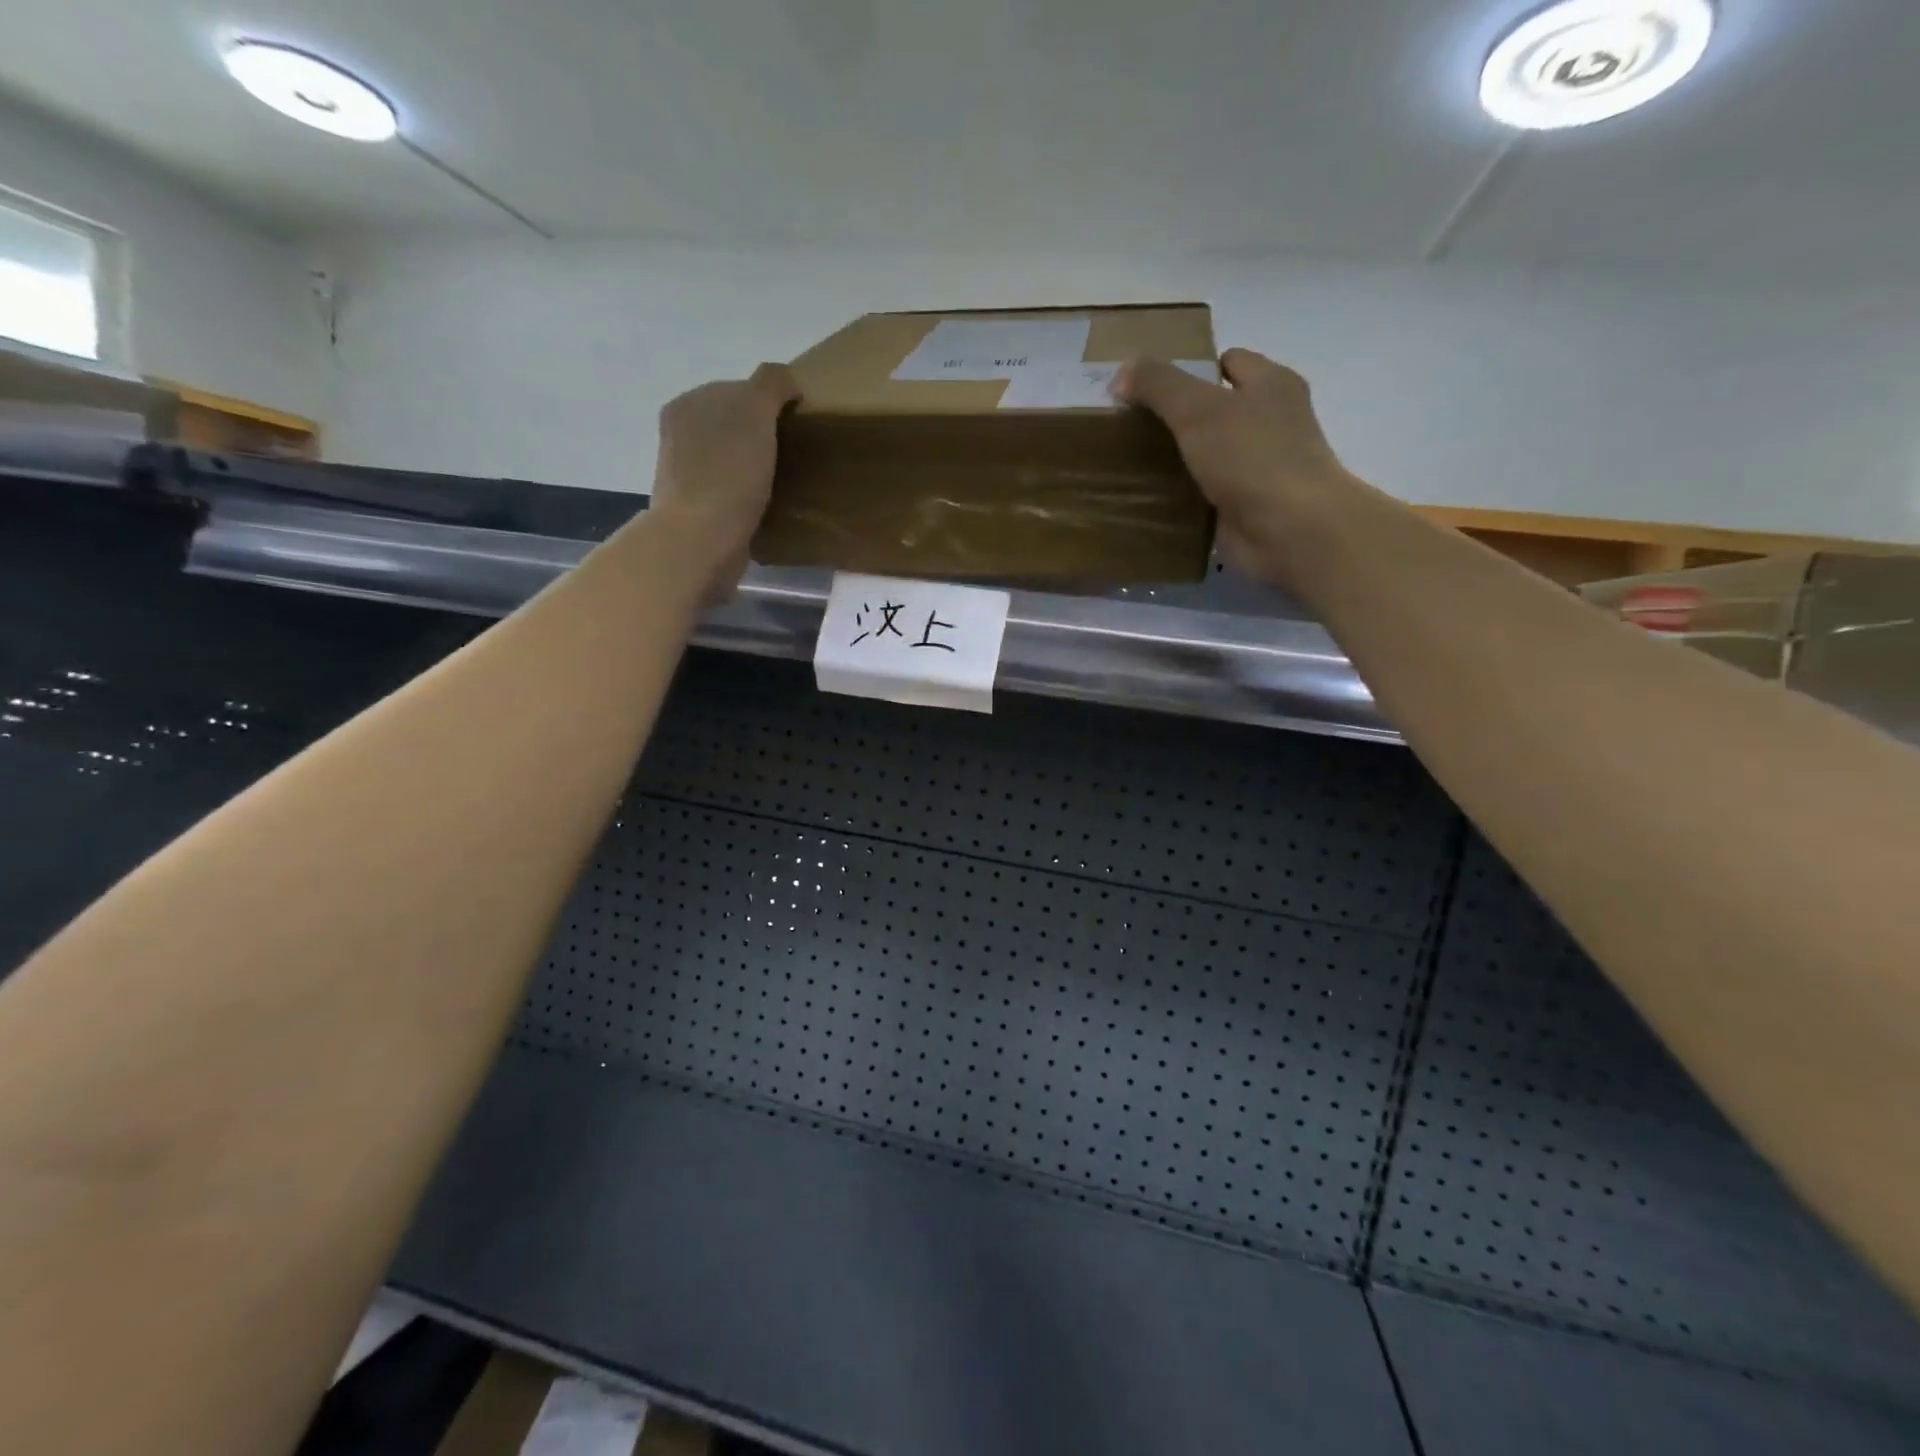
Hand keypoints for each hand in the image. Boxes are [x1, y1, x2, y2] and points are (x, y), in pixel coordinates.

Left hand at [647, 363, 800, 583]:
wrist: (703, 539)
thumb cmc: (729, 472)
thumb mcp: (754, 410)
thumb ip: (771, 384)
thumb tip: (787, 381)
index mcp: (688, 404)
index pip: (738, 390)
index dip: (769, 403)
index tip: (794, 425)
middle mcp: (680, 435)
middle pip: (734, 426)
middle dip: (762, 437)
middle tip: (795, 455)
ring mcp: (686, 476)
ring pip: (733, 461)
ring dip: (756, 469)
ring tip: (785, 484)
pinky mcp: (698, 512)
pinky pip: (732, 494)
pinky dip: (750, 498)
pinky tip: (768, 508)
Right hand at [1113, 349, 1355, 584]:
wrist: (1290, 530)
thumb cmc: (1251, 457)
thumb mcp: (1197, 409)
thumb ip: (1159, 385)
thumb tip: (1122, 371)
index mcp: (1271, 384)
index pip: (1228, 361)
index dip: (1190, 369)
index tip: (1149, 388)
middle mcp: (1271, 421)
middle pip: (1216, 409)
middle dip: (1177, 417)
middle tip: (1131, 426)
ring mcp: (1260, 467)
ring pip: (1209, 454)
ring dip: (1177, 460)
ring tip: (1131, 463)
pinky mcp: (1248, 506)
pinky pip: (1207, 494)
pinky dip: (1184, 498)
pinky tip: (1150, 500)